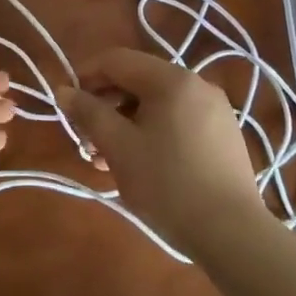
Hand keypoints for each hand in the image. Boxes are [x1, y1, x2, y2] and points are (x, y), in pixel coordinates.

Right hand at [63, 48, 264, 253]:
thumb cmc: (167, 184)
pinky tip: (138, 164)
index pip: (116, 60)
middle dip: (105, 105)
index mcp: (172, 79)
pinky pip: (176, 120)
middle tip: (86, 140)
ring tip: (105, 159)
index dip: (85, 76)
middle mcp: (197, 84)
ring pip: (156, 104)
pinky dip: (150, 132)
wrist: (232, 234)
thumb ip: (88, 113)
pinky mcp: (222, 136)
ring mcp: (215, 110)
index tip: (67, 106)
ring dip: (124, 123)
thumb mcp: (118, 146)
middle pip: (137, 80)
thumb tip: (63, 90)